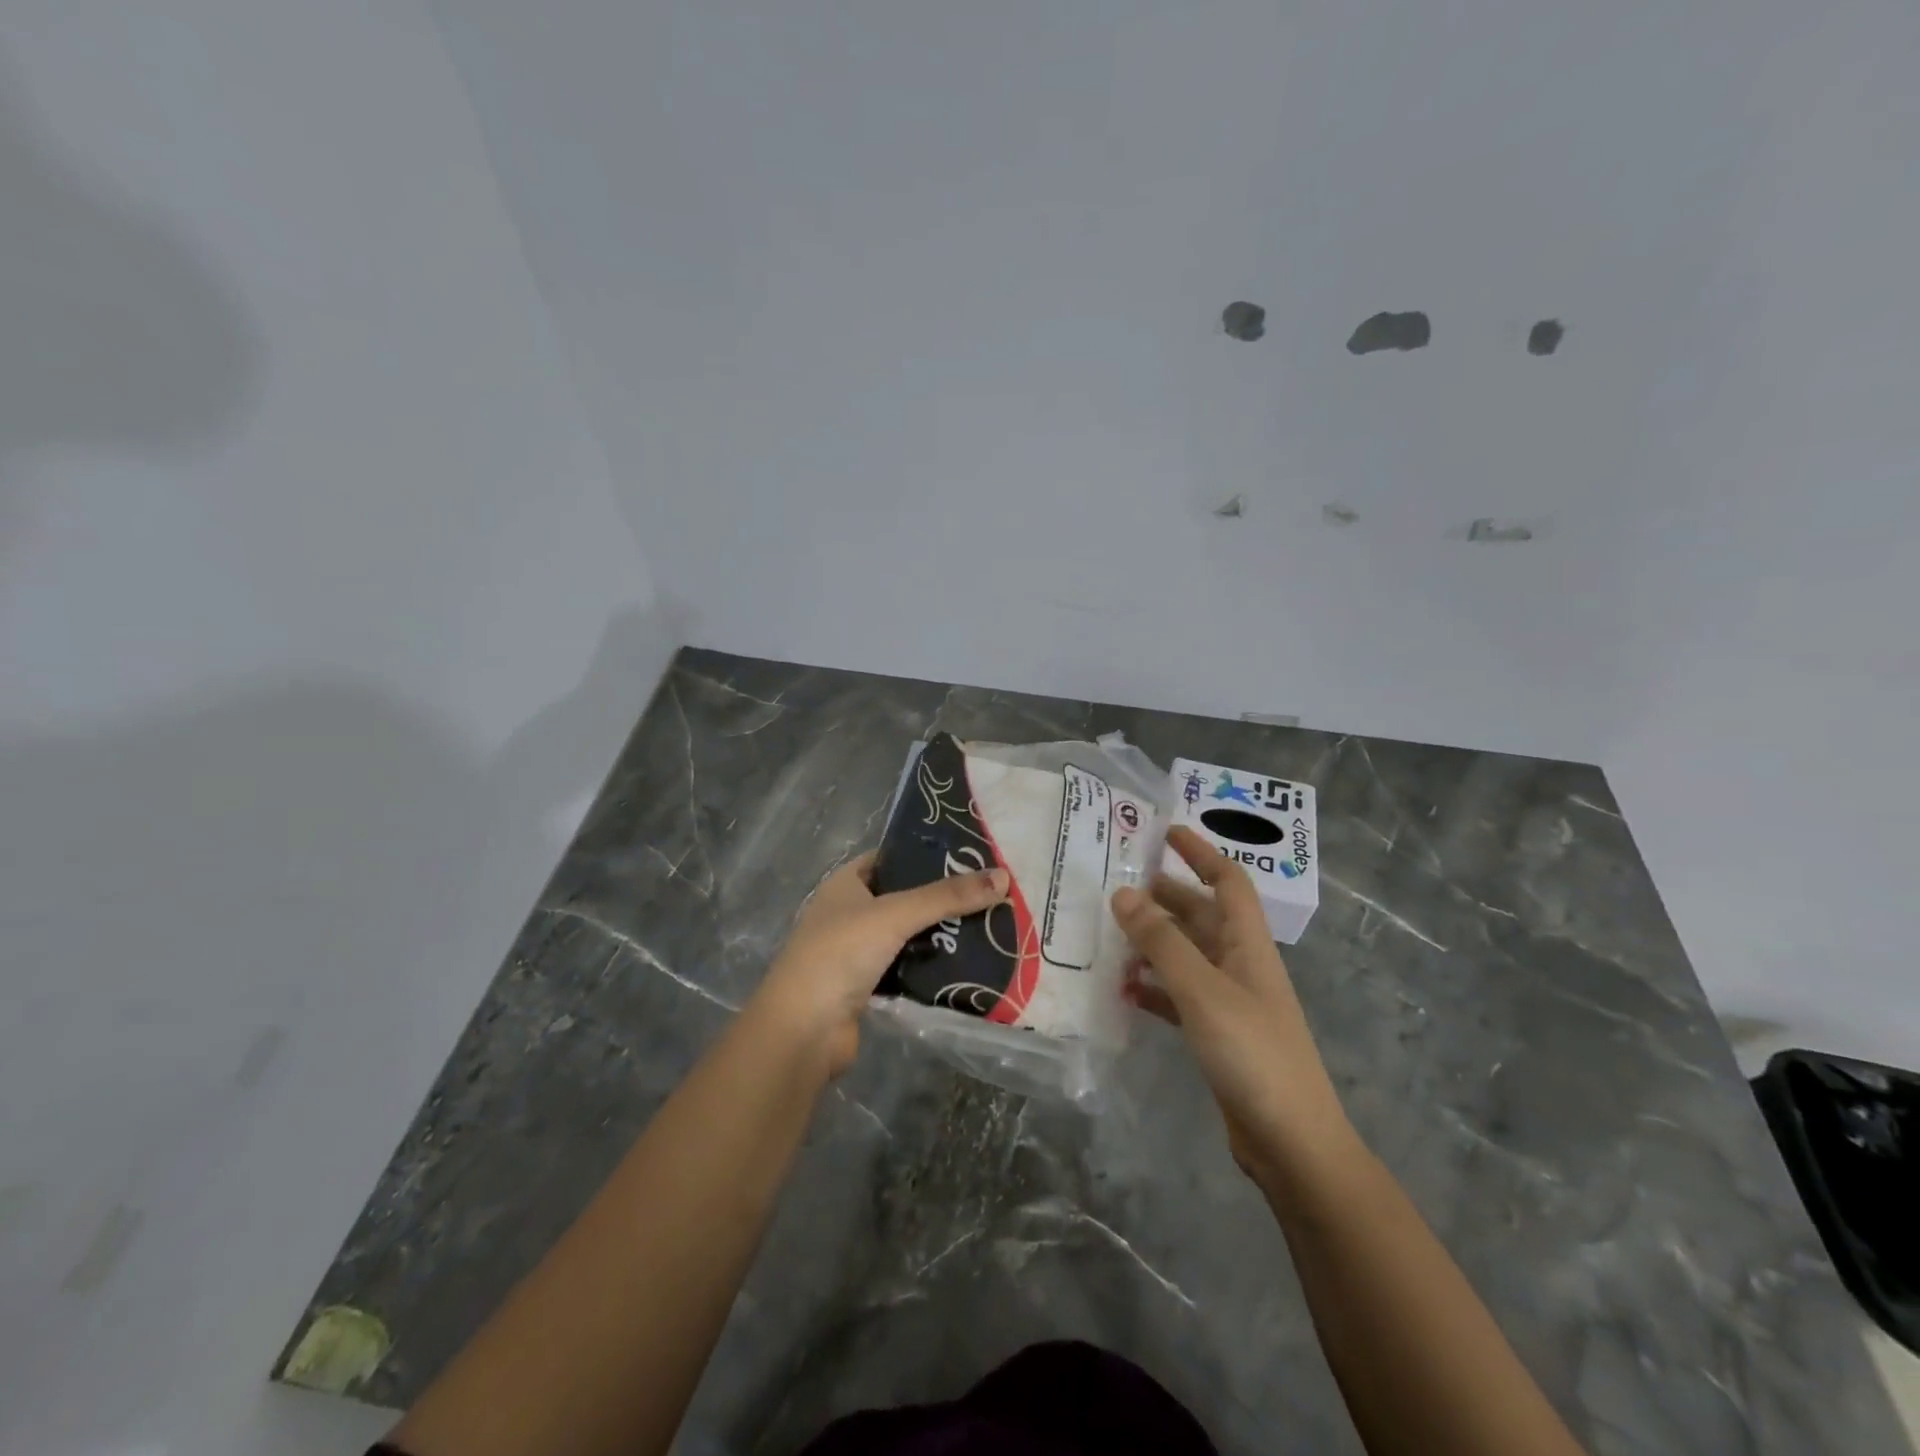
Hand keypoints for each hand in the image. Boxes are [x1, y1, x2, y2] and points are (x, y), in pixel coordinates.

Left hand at [754, 851, 1009, 1077]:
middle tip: (989, 891)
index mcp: (845, 885)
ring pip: (907, 935)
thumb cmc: (840, 954)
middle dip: (941, 897)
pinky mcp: (867, 987)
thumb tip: (1004, 877)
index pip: (891, 859)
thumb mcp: (895, 914)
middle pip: (903, 898)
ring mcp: (856, 952)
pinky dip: (931, 966)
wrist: (803, 1030)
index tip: (969, 855)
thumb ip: (947, 896)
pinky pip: (907, 968)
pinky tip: (967, 963)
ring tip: (989, 923)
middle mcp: (849, 913)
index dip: (925, 855)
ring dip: (939, 934)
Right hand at [1113, 827, 1356, 1181]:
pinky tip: (1124, 988)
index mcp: (1247, 945)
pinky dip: (1153, 986)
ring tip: (1111, 930)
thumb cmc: (1253, 1054)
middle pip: (1201, 915)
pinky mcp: (1217, 1034)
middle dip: (1165, 894)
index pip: (1227, 882)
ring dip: (1153, 940)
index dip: (1200, 852)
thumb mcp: (1202, 990)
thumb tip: (1123, 892)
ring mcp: (1229, 1001)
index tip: (1165, 832)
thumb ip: (1162, 941)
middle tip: (1117, 882)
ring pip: (1186, 955)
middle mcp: (1240, 965)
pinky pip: (1179, 995)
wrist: (1291, 1142)